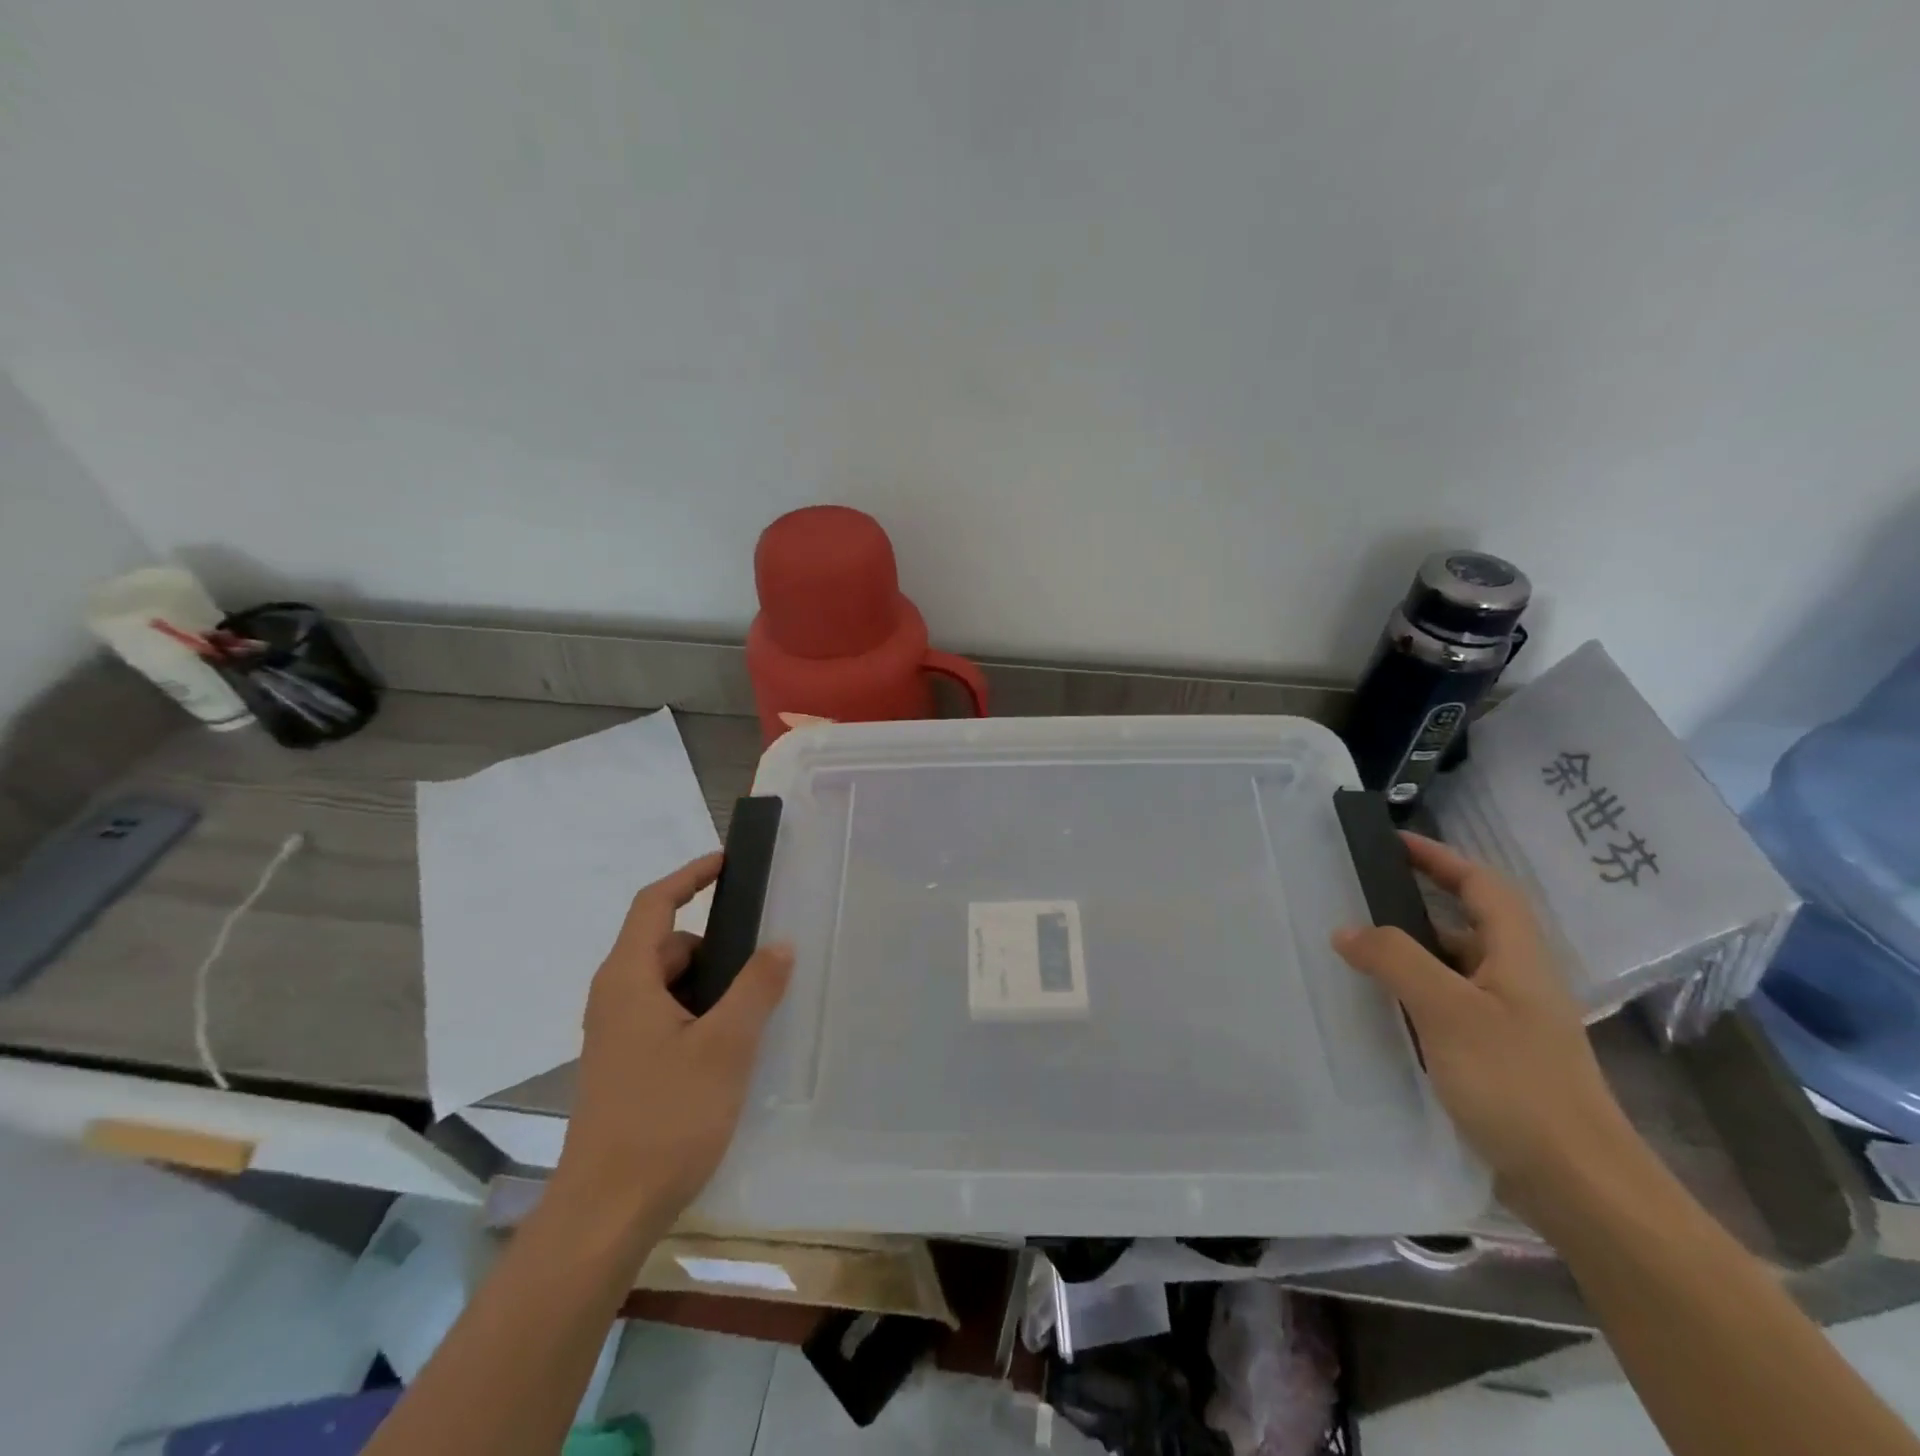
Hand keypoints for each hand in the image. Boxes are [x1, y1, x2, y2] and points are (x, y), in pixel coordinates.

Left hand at [554, 853, 793, 1223]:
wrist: (605, 1214)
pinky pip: (666, 1016)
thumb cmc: (664, 1118)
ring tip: (756, 1006)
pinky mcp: (626, 1065)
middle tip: (764, 957)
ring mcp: (617, 1035)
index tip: (728, 862)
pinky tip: (732, 1044)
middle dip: (715, 943)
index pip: (654, 904)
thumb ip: (756, 988)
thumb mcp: (725, 1046)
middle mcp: (615, 998)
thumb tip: (780, 943)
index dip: (691, 876)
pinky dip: (700, 1012)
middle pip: (666, 945)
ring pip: (669, 984)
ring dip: (710, 983)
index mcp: (628, 979)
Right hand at [1332, 833, 1644, 1219]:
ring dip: (1409, 955)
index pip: (1483, 887)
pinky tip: (1380, 1013)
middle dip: (1415, 906)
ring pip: (1453, 970)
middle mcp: (1517, 983)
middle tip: (1358, 899)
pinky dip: (1412, 997)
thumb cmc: (1518, 1085)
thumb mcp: (1448, 1011)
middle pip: (1467, 925)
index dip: (1442, 859)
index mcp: (1518, 958)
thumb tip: (1347, 929)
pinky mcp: (1497, 1060)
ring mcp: (1509, 1024)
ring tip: (1354, 954)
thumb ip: (1395, 960)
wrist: (1582, 1188)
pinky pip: (1446, 1008)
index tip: (1394, 843)